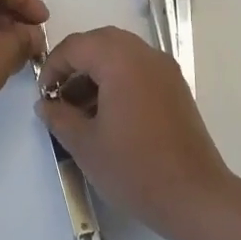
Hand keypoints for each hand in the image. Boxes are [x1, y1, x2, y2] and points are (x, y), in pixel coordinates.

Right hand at [36, 27, 233, 239]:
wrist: (195, 197)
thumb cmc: (135, 169)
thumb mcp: (85, 145)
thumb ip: (59, 117)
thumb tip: (46, 104)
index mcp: (120, 60)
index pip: (76, 46)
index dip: (53, 67)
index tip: (45, 97)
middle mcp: (146, 55)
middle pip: (101, 42)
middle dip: (75, 64)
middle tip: (60, 96)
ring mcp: (166, 71)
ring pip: (122, 55)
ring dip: (97, 72)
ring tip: (81, 111)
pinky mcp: (176, 89)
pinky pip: (140, 70)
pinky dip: (118, 80)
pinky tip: (108, 116)